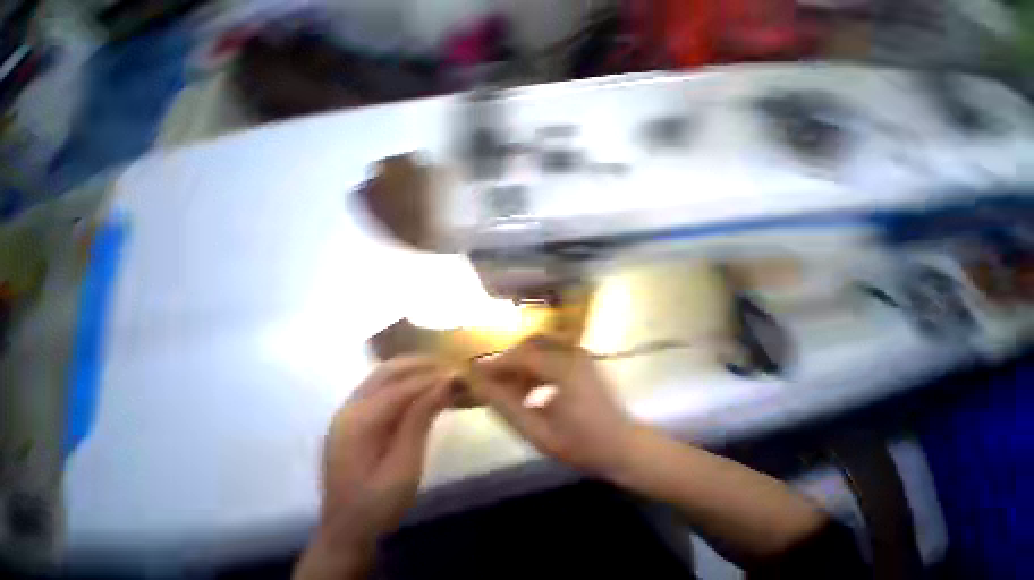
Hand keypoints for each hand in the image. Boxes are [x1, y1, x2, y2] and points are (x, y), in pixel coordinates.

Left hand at [304, 356, 451, 576]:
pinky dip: (405, 376)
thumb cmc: (377, 505)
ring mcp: (349, 410)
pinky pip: (381, 383)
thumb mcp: (404, 467)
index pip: (402, 387)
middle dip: (423, 364)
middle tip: (452, 366)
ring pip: (384, 372)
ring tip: (441, 370)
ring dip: (414, 366)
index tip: (461, 373)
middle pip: (389, 370)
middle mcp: (350, 407)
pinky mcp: (354, 415)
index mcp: (358, 422)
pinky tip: (422, 382)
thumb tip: (446, 382)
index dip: (433, 377)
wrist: (345, 532)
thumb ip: (421, 419)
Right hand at [473, 337, 639, 477]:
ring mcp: (578, 353)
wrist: (624, 448)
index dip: (497, 364)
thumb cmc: (583, 445)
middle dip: (508, 361)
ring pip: (539, 348)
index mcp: (564, 368)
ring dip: (521, 364)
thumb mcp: (539, 432)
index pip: (521, 356)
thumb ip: (507, 407)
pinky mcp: (581, 359)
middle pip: (529, 346)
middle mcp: (572, 352)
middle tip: (492, 382)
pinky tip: (528, 389)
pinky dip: (534, 367)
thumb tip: (480, 387)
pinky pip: (550, 354)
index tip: (475, 373)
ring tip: (508, 388)